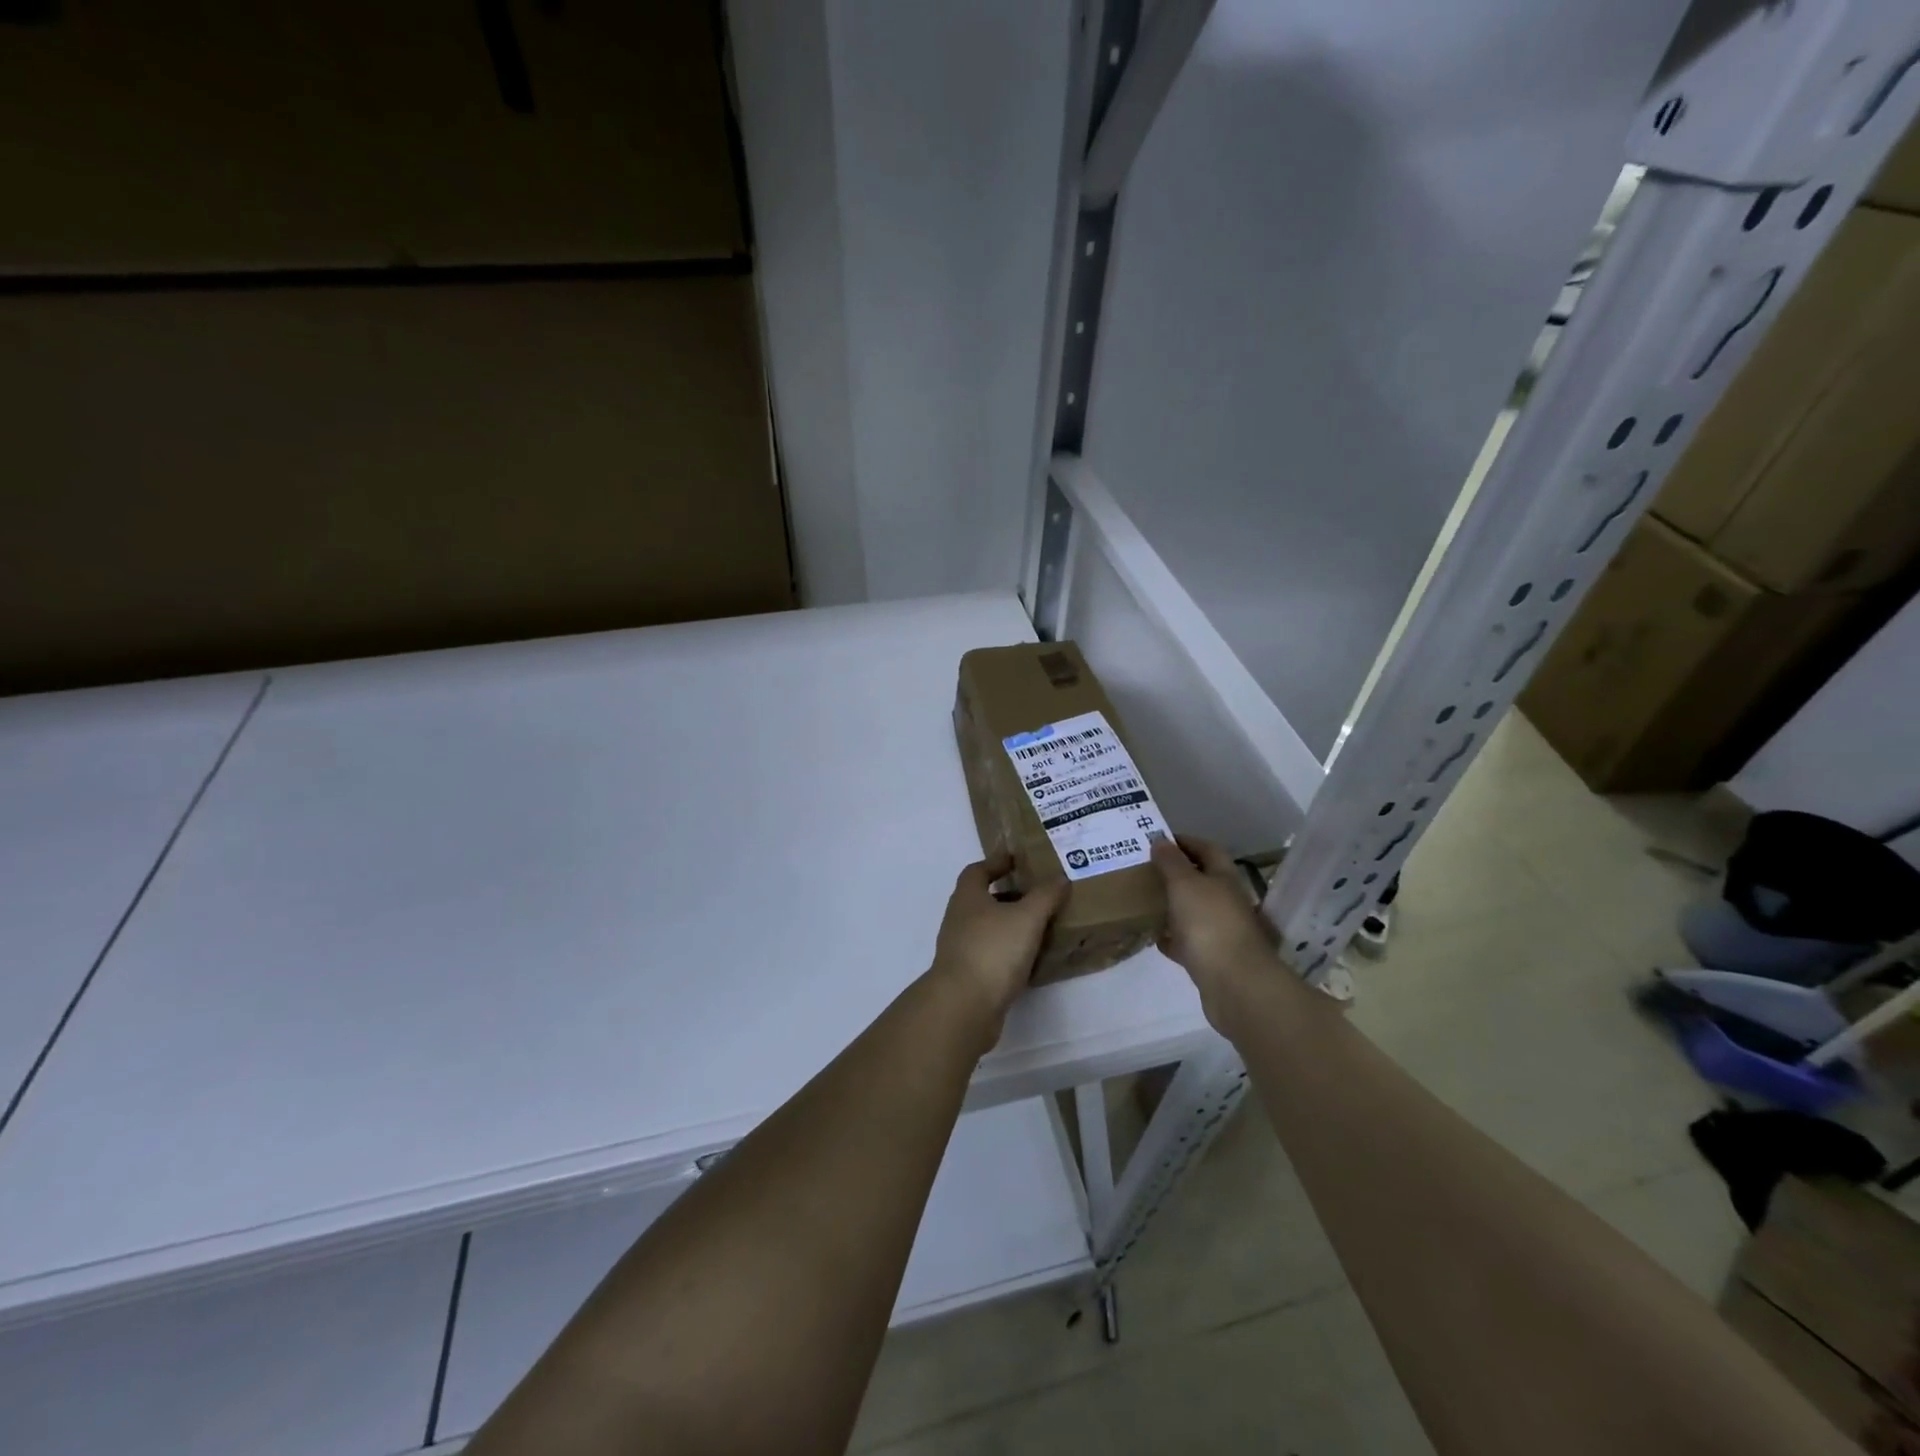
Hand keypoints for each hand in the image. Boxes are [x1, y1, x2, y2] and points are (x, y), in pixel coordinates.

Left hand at [928, 854, 1066, 1027]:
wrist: (964, 1006)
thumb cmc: (993, 950)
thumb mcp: (1026, 918)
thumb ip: (1044, 896)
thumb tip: (1059, 878)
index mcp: (968, 897)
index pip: (977, 870)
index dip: (996, 862)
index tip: (1017, 860)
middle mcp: (959, 919)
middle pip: (982, 898)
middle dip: (1007, 894)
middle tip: (1037, 893)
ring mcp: (960, 948)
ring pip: (987, 927)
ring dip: (1009, 923)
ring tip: (1040, 925)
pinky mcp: (968, 974)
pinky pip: (991, 953)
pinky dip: (1009, 950)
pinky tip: (1030, 958)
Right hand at [1152, 837, 1282, 1029]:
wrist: (1234, 984)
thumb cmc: (1209, 924)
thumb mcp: (1185, 884)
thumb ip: (1171, 862)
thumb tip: (1161, 840)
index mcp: (1224, 878)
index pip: (1207, 850)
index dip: (1185, 842)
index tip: (1158, 840)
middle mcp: (1227, 902)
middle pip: (1202, 881)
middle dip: (1176, 874)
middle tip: (1146, 869)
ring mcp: (1222, 932)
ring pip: (1194, 912)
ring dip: (1173, 906)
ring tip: (1144, 900)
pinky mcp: (1212, 959)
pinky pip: (1189, 942)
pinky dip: (1172, 938)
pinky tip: (1155, 937)